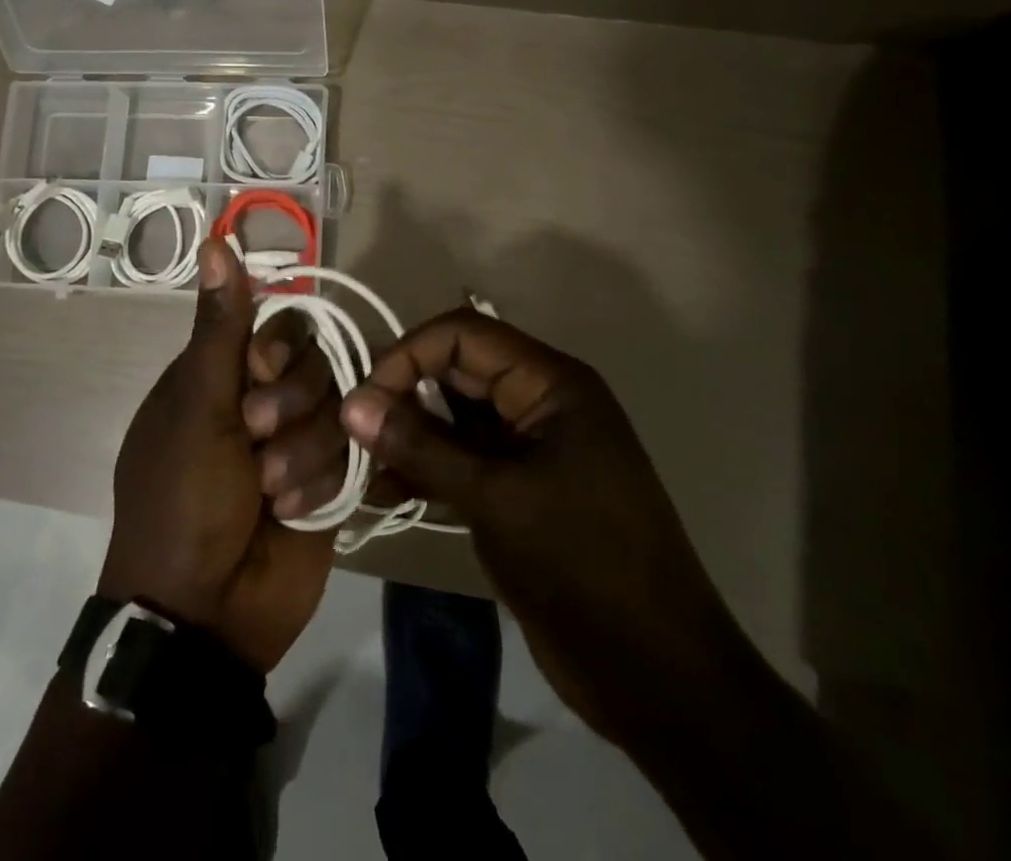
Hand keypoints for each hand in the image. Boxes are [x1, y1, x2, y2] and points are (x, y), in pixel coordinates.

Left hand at [98, 238, 334, 672]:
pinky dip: (323, 483)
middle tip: (255, 442)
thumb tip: (215, 238)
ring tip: (270, 493)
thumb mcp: (197, 409)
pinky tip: (293, 514)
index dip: (280, 346)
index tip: (260, 371)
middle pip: (316, 361)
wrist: (204, 614)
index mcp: (222, 373)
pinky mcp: (332, 479)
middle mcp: (264, 397)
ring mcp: (300, 439)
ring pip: (340, 406)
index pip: (278, 324)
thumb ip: (221, 328)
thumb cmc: (182, 499)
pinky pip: (354, 453)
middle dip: (290, 406)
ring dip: (304, 452)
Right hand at [340, 310, 739, 743]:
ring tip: (361, 468)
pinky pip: (462, 460)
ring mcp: (530, 447)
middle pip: (456, 372)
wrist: (658, 675)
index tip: (364, 399)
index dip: (409, 355)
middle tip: (352, 433)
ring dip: (408, 437)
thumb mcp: (495, 498)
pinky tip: (384, 493)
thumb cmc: (583, 565)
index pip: (464, 335)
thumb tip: (352, 404)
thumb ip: (422, 446)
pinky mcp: (519, 488)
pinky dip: (425, 470)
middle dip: (402, 395)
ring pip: (454, 419)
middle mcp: (539, 401)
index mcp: (550, 383)